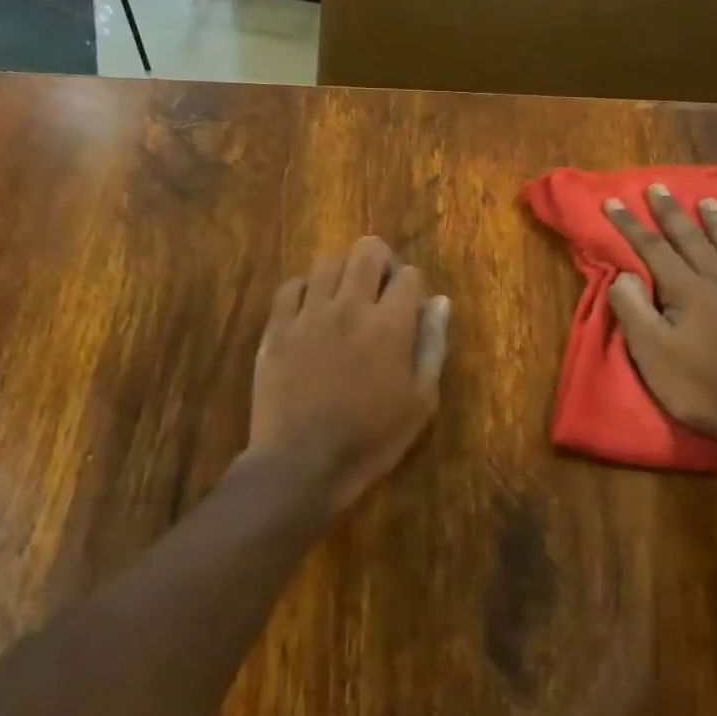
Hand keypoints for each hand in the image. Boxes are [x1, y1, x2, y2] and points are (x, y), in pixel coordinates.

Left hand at [249, 236, 451, 513]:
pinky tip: (311, 313)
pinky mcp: (276, 329)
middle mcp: (349, 307)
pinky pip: (291, 287)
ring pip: (327, 262)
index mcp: (390, 324)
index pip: (408, 275)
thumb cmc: (371, 439)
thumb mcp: (421, 402)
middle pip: (366, 251)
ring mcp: (308, 315)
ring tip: (345, 298)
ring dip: (343, 272)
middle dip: (381, 261)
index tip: (409, 309)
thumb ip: (432, 345)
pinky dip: (306, 291)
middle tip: (380, 289)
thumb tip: (440, 302)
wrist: (301, 464)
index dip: (413, 287)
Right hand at [604, 185, 716, 445]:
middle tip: (658, 188)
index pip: (652, 249)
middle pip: (692, 240)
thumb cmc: (701, 388)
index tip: (613, 202)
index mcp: (687, 291)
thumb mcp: (652, 354)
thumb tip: (623, 274)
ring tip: (709, 202)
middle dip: (671, 213)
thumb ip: (634, 310)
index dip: (630, 226)